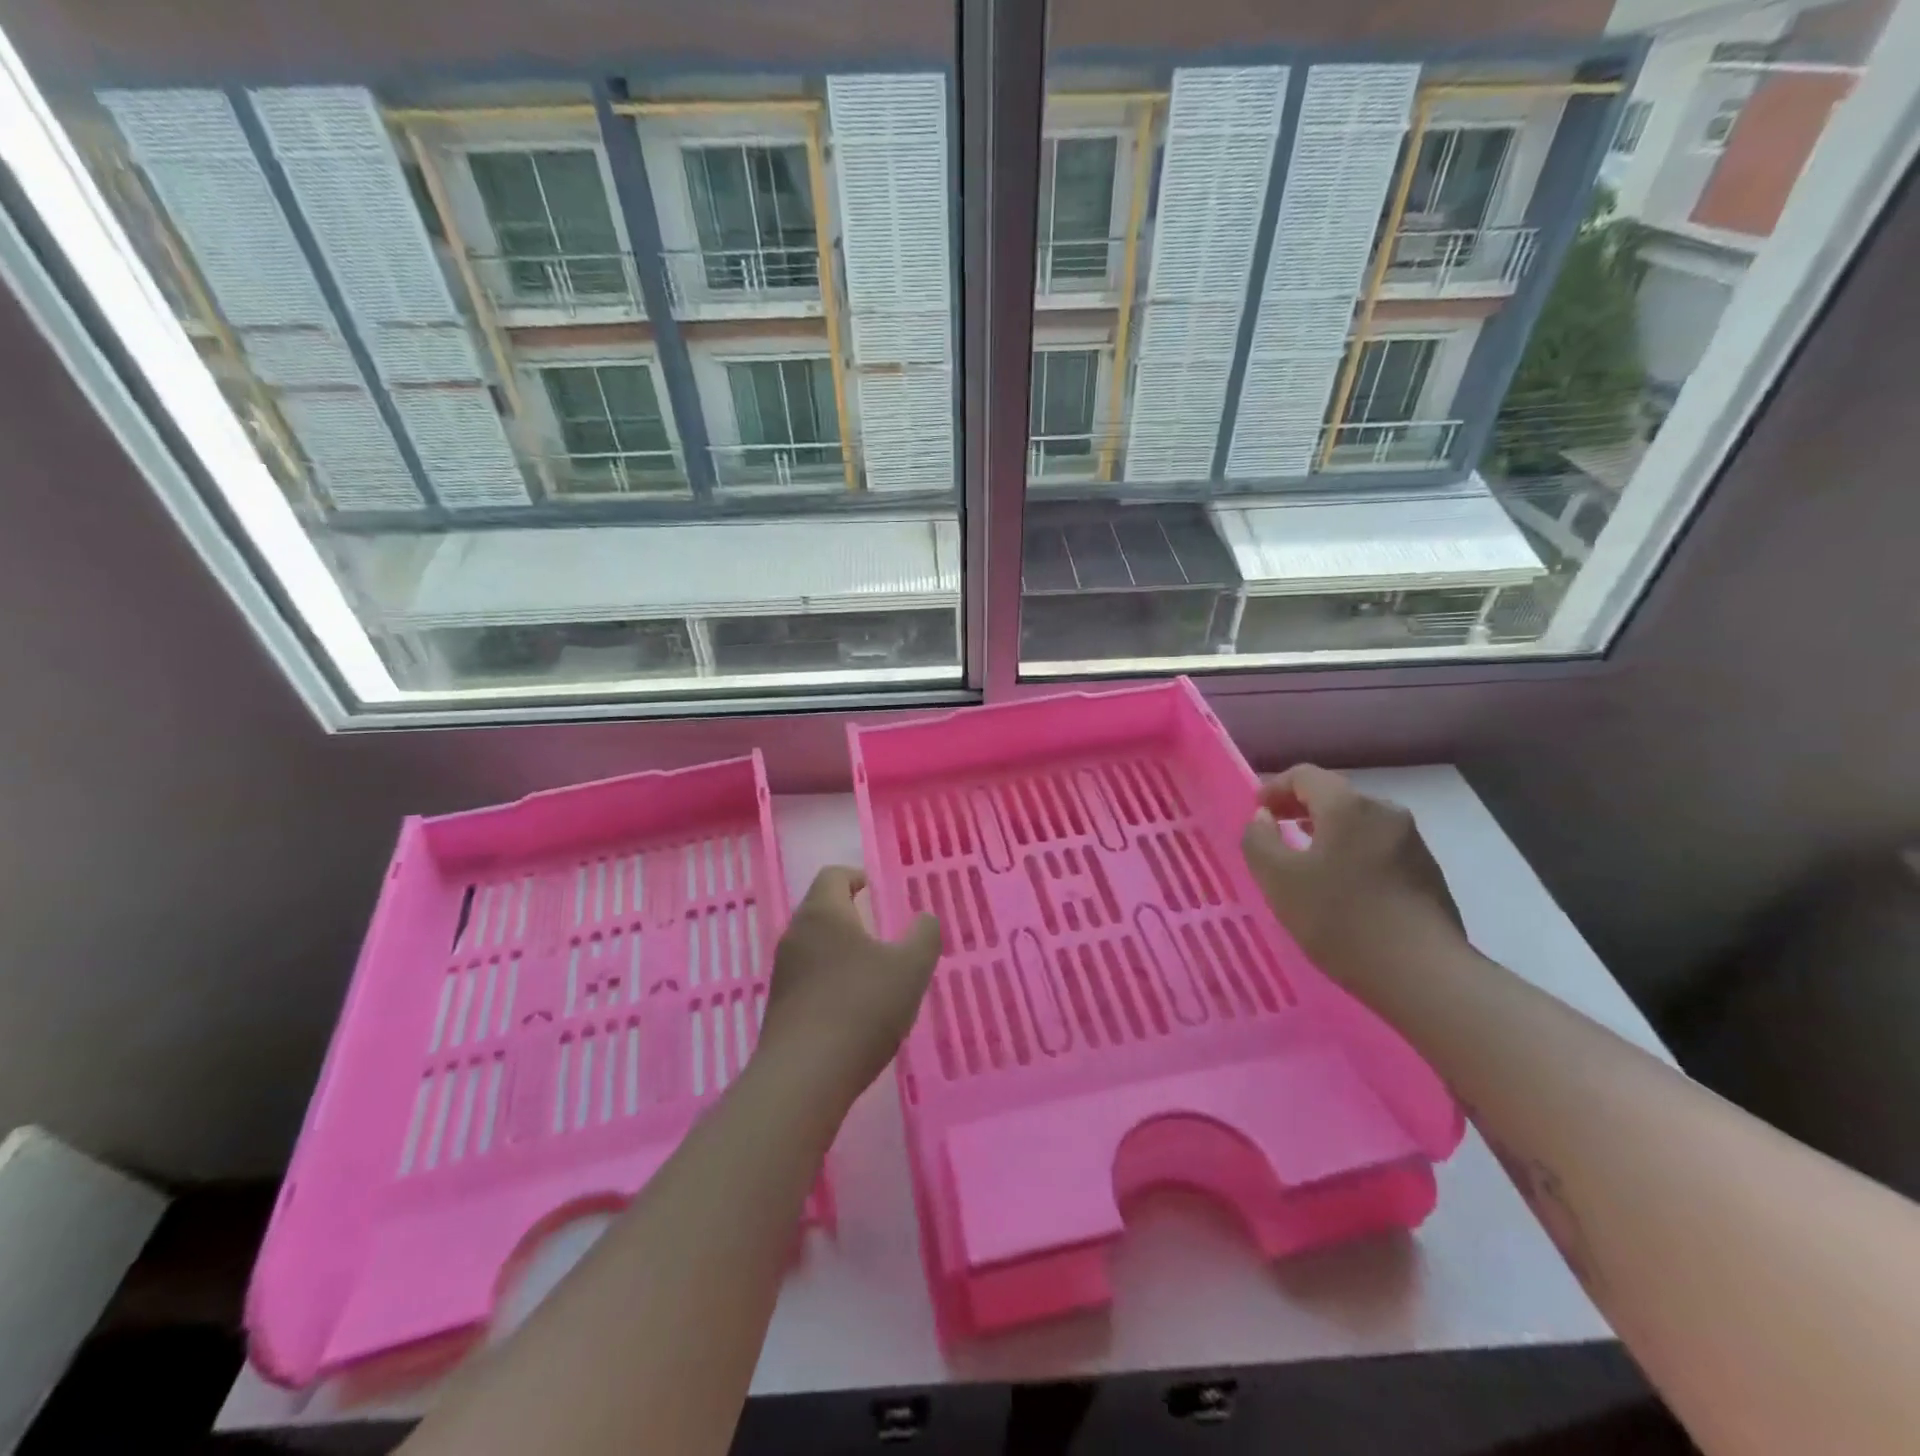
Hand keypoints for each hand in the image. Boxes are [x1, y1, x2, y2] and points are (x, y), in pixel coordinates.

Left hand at [758, 867, 940, 1106]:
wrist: (804, 1077)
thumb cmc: (861, 1008)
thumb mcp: (910, 969)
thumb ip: (924, 936)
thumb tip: (925, 918)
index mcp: (824, 914)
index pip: (833, 876)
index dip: (855, 876)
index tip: (874, 888)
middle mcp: (796, 934)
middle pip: (820, 909)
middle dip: (849, 913)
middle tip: (879, 928)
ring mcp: (783, 972)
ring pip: (813, 944)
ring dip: (839, 948)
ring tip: (871, 969)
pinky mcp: (779, 1006)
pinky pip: (807, 976)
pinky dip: (829, 978)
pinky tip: (852, 1006)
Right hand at [1240, 765, 1465, 991]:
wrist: (1424, 976)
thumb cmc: (1340, 920)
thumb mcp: (1278, 880)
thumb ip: (1259, 840)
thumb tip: (1264, 817)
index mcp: (1347, 806)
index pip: (1304, 775)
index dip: (1274, 787)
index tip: (1257, 814)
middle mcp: (1384, 812)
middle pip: (1334, 796)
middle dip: (1300, 809)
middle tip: (1276, 835)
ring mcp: (1412, 842)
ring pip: (1358, 824)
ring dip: (1328, 833)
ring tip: (1306, 864)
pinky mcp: (1427, 873)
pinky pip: (1378, 848)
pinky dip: (1352, 854)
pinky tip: (1343, 890)